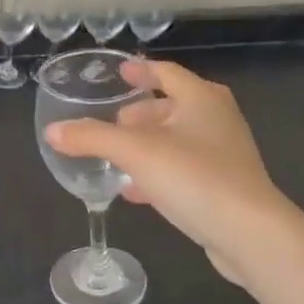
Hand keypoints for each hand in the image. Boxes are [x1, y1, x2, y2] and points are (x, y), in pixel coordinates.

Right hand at [44, 60, 288, 286]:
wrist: (250, 234)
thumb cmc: (195, 177)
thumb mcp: (135, 153)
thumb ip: (92, 138)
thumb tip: (52, 131)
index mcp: (201, 98)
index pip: (166, 72)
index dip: (140, 70)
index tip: (118, 72)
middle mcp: (217, 119)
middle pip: (172, 106)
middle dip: (140, 113)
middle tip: (112, 123)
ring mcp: (225, 154)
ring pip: (178, 140)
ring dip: (147, 146)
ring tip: (116, 157)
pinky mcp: (225, 186)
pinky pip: (184, 169)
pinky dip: (159, 172)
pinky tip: (135, 192)